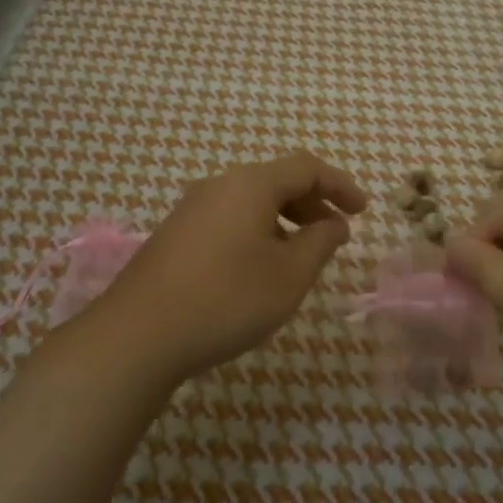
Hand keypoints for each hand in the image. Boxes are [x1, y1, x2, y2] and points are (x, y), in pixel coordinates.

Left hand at [93, 151, 367, 383]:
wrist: (139, 334)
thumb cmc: (227, 299)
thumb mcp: (289, 275)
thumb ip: (320, 242)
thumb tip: (335, 223)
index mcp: (250, 184)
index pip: (306, 167)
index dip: (340, 185)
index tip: (363, 210)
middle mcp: (219, 185)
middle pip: (277, 180)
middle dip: (313, 204)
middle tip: (336, 234)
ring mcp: (192, 208)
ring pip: (251, 201)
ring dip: (285, 220)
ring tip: (302, 256)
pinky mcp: (176, 234)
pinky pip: (229, 219)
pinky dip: (258, 231)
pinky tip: (260, 268)